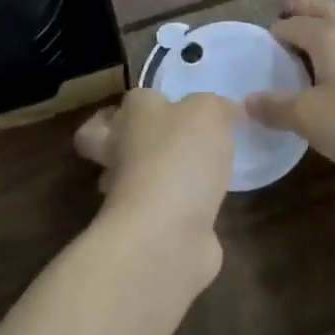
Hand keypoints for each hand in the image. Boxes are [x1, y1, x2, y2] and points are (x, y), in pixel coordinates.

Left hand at [74, 89, 237, 282]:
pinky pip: (162, 210)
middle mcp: (120, 152)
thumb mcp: (208, 113)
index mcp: (132, 115)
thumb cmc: (181, 157)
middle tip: (169, 137)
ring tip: (195, 171)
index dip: (149, 100)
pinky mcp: (146, 230)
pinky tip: (207, 203)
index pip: (130, 101)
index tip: (178, 104)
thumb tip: (226, 111)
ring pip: (134, 176)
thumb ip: (216, 107)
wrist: (166, 234)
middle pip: (108, 139)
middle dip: (131, 138)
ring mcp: (129, 195)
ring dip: (157, 175)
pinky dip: (180, 208)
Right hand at [247, 0, 334, 185]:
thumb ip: (275, 107)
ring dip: (320, 26)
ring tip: (304, 48)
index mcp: (327, 34)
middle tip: (279, 25)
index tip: (258, 51)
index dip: (271, 35)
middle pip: (318, 9)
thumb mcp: (310, 120)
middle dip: (297, 12)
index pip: (290, 24)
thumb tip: (246, 100)